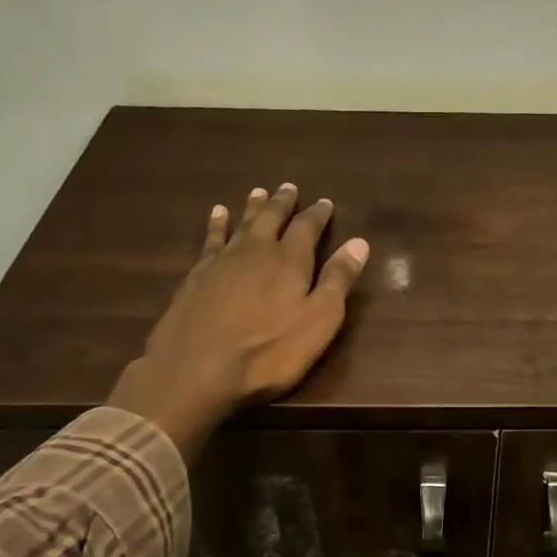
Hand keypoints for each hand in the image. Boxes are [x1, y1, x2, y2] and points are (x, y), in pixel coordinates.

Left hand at [107, 184, 369, 457]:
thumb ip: (338, 280)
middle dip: (283, 203)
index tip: (325, 202)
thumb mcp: (319, 321)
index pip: (307, 228)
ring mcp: (222, 261)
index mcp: (290, 261)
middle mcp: (256, 251)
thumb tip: (359, 242)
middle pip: (272, 218)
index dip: (317, 214)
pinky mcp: (196, 276)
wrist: (197, 368)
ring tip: (258, 191)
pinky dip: (217, 224)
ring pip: (242, 224)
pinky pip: (211, 239)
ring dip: (252, 208)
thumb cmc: (269, 351)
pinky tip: (217, 215)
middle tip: (289, 187)